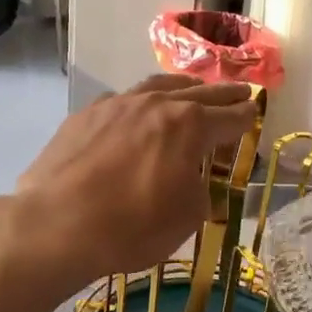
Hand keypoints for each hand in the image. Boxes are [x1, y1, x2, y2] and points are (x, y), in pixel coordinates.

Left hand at [11, 74, 257, 290]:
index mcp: (189, 126)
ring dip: (181, 87)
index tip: (255, 111)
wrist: (56, 224)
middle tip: (240, 90)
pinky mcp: (85, 115)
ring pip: (157, 86)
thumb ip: (199, 191)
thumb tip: (194, 181)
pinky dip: (140, 102)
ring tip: (193, 88)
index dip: (245, 116)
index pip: (228, 117)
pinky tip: (137, 110)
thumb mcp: (186, 218)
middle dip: (223, 94)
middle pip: (199, 93)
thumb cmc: (132, 226)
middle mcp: (156, 104)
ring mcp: (117, 105)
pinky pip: (122, 100)